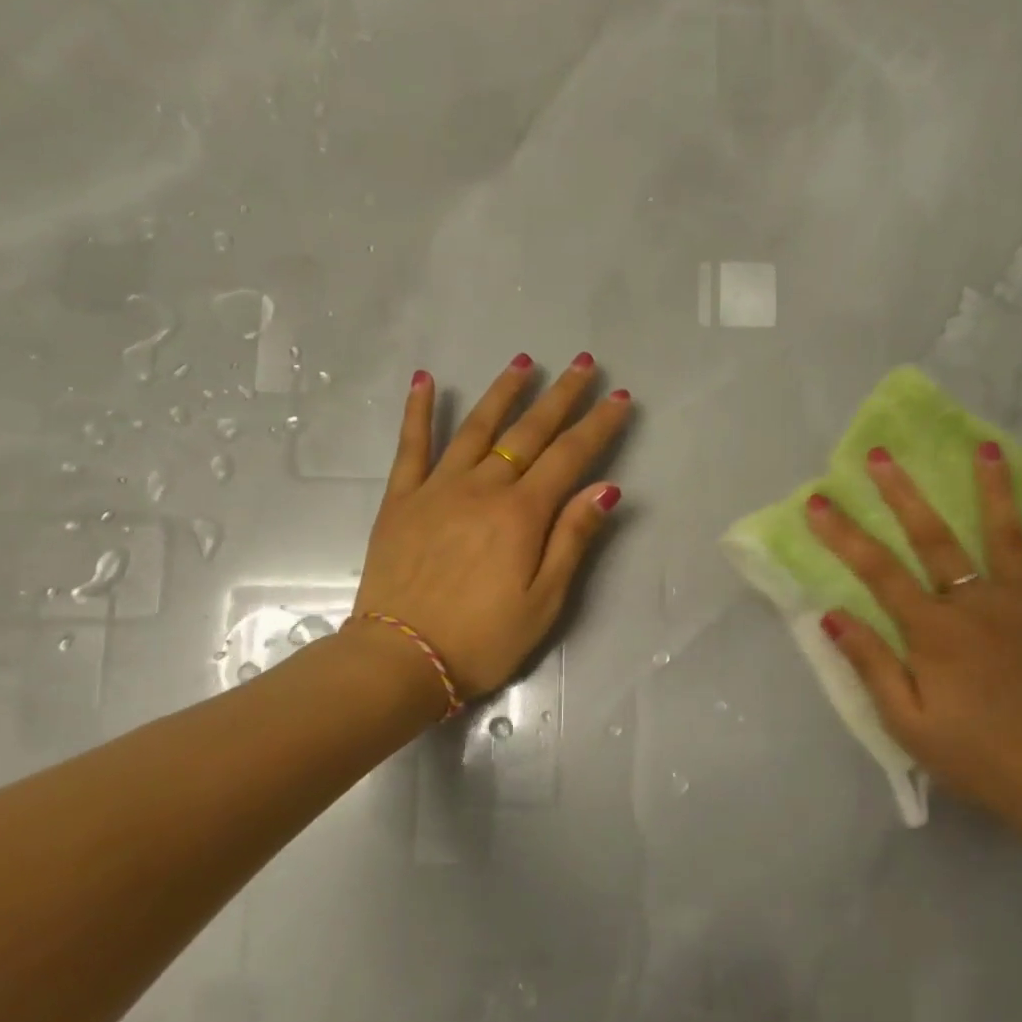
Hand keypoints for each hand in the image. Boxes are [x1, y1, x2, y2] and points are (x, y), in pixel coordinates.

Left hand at [348, 353, 630, 702]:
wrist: (402, 659)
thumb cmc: (483, 639)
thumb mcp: (545, 601)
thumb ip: (572, 539)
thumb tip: (605, 488)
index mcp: (522, 514)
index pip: (570, 457)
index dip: (598, 425)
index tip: (620, 397)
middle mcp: (482, 488)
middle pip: (528, 432)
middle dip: (560, 397)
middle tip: (583, 363)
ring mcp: (437, 489)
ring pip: (476, 427)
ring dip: (503, 392)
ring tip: (524, 361)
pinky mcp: (401, 500)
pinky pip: (411, 446)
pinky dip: (418, 410)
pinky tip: (425, 379)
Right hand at [806, 443, 1021, 830]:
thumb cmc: (973, 756)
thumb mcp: (906, 723)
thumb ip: (871, 665)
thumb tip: (832, 615)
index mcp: (934, 631)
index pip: (878, 571)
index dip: (844, 535)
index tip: (818, 502)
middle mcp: (978, 604)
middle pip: (935, 537)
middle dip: (903, 493)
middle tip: (881, 455)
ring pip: (1008, 536)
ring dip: (994, 489)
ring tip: (986, 447)